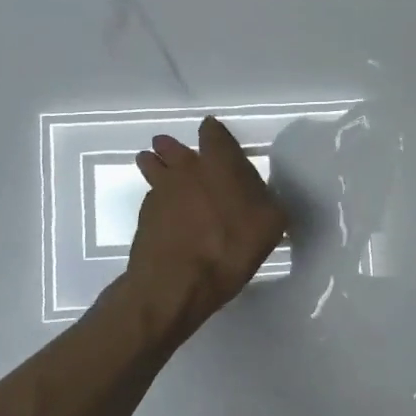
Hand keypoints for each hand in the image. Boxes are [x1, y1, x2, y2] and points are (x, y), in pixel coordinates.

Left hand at [127, 116, 287, 333]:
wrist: (176, 282)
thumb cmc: (230, 247)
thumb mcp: (270, 224)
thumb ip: (267, 202)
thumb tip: (262, 196)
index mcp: (219, 163)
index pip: (213, 133)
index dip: (214, 133)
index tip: (215, 137)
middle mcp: (187, 169)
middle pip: (173, 146)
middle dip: (174, 147)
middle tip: (176, 151)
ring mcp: (160, 191)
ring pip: (152, 166)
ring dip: (154, 164)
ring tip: (155, 166)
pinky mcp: (144, 216)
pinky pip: (151, 197)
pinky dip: (157, 199)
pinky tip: (164, 212)